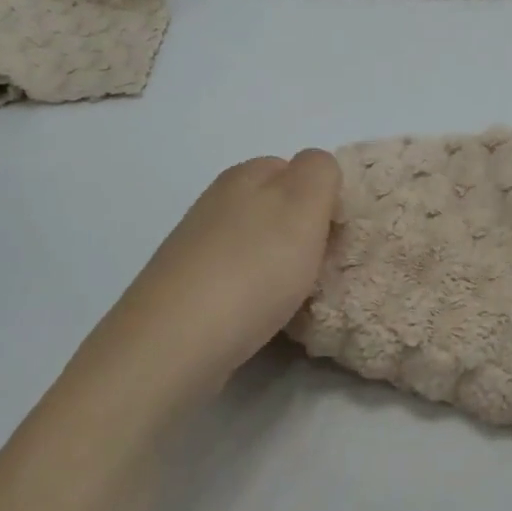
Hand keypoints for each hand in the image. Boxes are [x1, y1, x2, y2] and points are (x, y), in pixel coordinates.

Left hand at [96, 150, 340, 400]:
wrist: (175, 342)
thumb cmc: (252, 269)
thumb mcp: (302, 205)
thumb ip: (319, 172)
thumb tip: (316, 171)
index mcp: (245, 175)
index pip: (298, 168)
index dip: (323, 197)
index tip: (336, 233)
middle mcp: (217, 202)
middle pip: (275, 207)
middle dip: (302, 233)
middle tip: (321, 266)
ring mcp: (197, 246)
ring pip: (256, 244)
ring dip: (279, 265)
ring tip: (294, 297)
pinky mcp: (186, 288)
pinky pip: (236, 278)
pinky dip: (255, 293)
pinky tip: (261, 316)